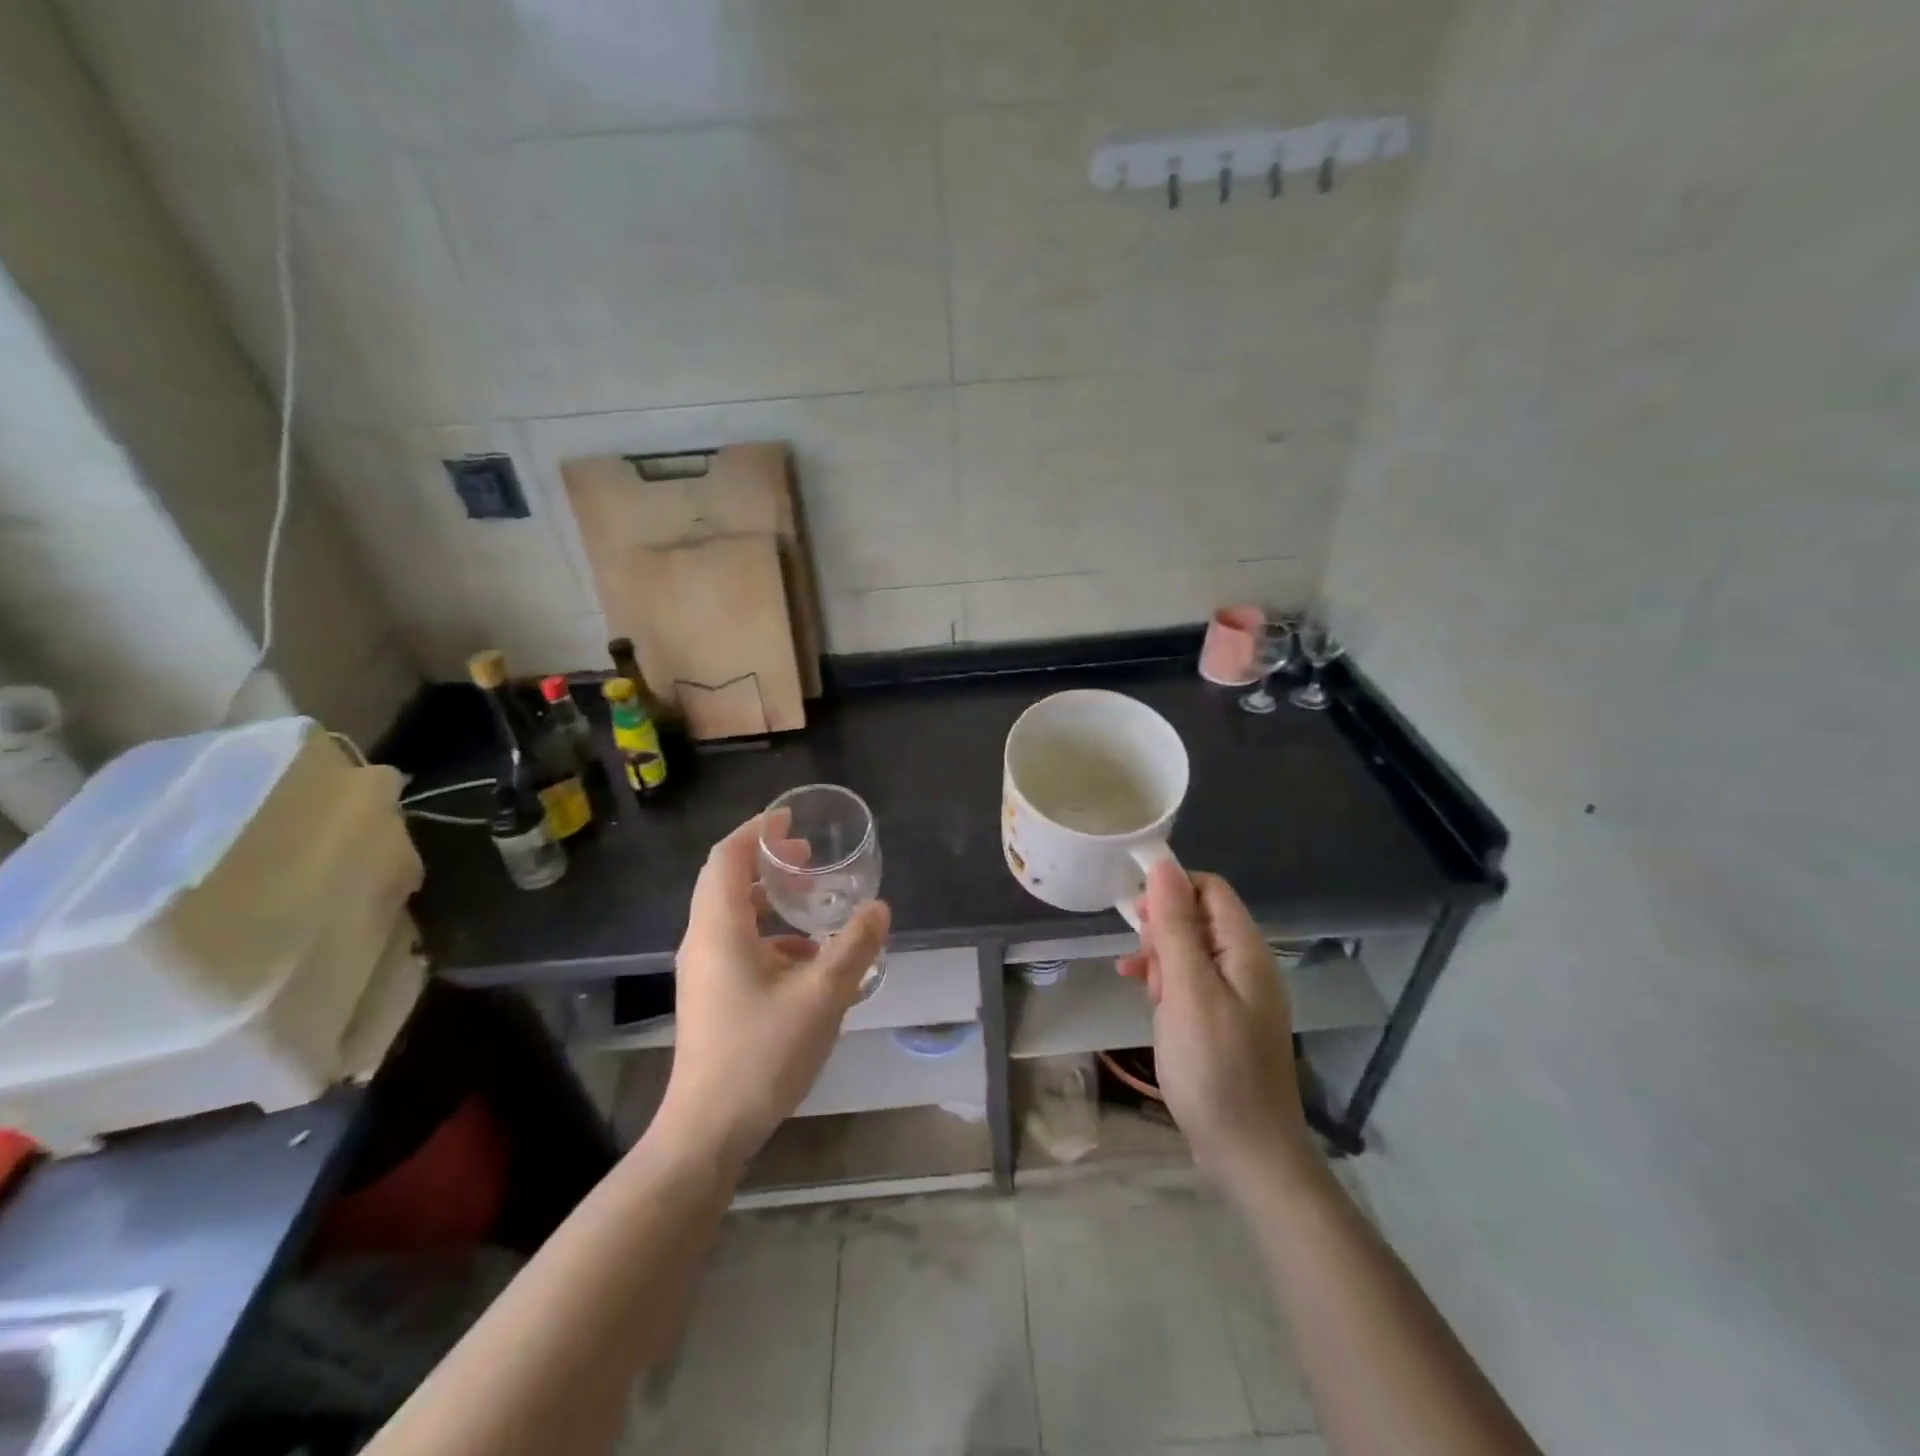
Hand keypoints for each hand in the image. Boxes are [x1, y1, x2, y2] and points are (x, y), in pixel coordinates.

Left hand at [653, 813, 889, 1170]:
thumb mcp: (821, 997)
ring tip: (812, 902)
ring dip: (769, 899)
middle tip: (808, 856)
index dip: (757, 830)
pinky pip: (737, 944)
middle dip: (766, 861)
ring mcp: (702, 971)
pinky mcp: (709, 996)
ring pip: (731, 914)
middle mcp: (702, 941)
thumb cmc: (761, 1054)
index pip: (727, 857)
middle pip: (725, 881)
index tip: (790, 819)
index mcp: (719, 929)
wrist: (707, 1130)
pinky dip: (769, 934)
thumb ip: (853, 947)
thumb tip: (878, 908)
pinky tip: (806, 957)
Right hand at [1118, 863, 1311, 1186]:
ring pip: (1192, 950)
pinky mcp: (1226, 1020)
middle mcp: (1248, 965)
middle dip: (1162, 927)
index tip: (1135, 912)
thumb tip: (1163, 866)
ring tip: (1139, 982)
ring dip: (1161, 957)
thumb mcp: (1187, 991)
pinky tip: (1147, 996)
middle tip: (1139, 958)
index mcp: (1246, 951)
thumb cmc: (1214, 1067)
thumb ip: (1176, 927)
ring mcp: (1239, 995)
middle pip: (1200, 917)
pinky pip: (1193, 982)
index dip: (1171, 888)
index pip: (1210, 889)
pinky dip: (1167, 982)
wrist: (1248, 1153)